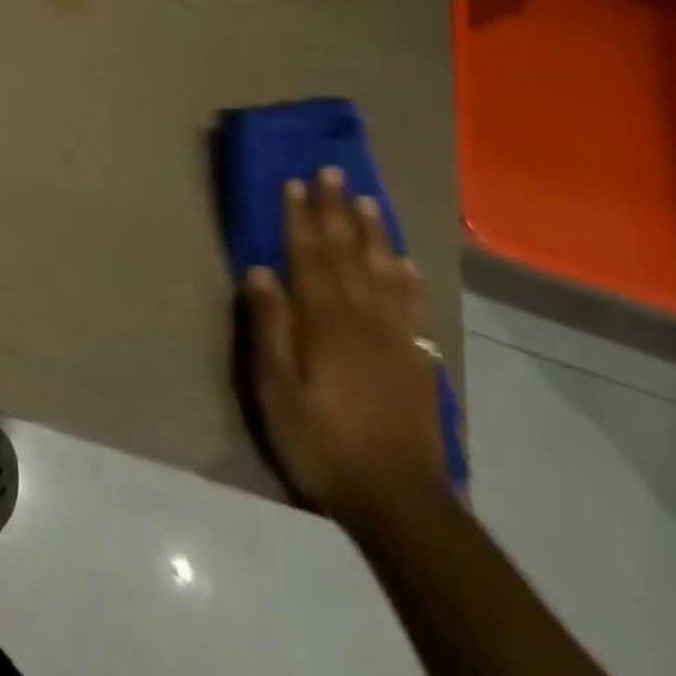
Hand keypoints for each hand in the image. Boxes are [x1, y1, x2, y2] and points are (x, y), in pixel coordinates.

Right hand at [244, 168, 445, 524]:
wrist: (401, 504)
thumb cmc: (323, 443)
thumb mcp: (277, 391)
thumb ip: (270, 328)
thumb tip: (260, 271)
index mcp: (325, 322)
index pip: (309, 256)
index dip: (300, 217)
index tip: (295, 181)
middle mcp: (362, 319)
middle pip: (348, 253)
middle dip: (336, 210)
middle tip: (332, 171)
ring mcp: (393, 338)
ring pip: (383, 272)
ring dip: (374, 233)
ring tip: (368, 200)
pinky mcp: (414, 361)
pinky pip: (411, 307)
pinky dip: (407, 279)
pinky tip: (405, 263)